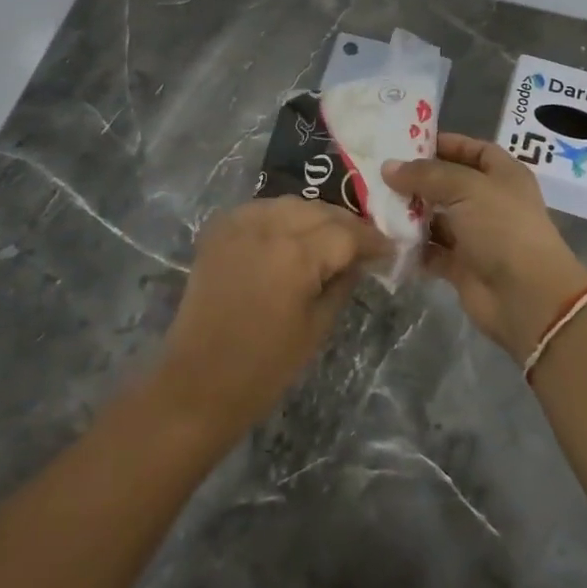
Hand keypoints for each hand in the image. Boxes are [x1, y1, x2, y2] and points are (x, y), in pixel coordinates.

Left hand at [154, 198, 387, 438]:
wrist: (197, 383)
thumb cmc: (264, 368)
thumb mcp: (317, 327)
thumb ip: (342, 283)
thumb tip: (359, 259)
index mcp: (296, 254)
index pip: (347, 233)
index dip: (372, 240)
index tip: (389, 250)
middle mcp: (267, 227)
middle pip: (320, 210)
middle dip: (346, 224)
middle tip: (363, 244)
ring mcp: (239, 224)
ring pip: (290, 203)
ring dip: (315, 216)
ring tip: (330, 237)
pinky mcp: (218, 230)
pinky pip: (261, 209)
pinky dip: (281, 217)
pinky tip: (291, 235)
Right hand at [383, 134, 586, 363]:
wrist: (526, 296)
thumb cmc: (502, 228)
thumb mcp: (466, 188)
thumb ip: (426, 175)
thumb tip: (389, 167)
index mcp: (503, 175)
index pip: (472, 149)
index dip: (444, 143)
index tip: (407, 142)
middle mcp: (489, 201)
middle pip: (449, 183)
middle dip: (417, 179)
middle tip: (378, 173)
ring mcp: (475, 235)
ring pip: (436, 217)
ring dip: (410, 213)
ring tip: (374, 203)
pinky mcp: (461, 265)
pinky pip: (431, 250)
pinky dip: (412, 246)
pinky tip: (385, 237)